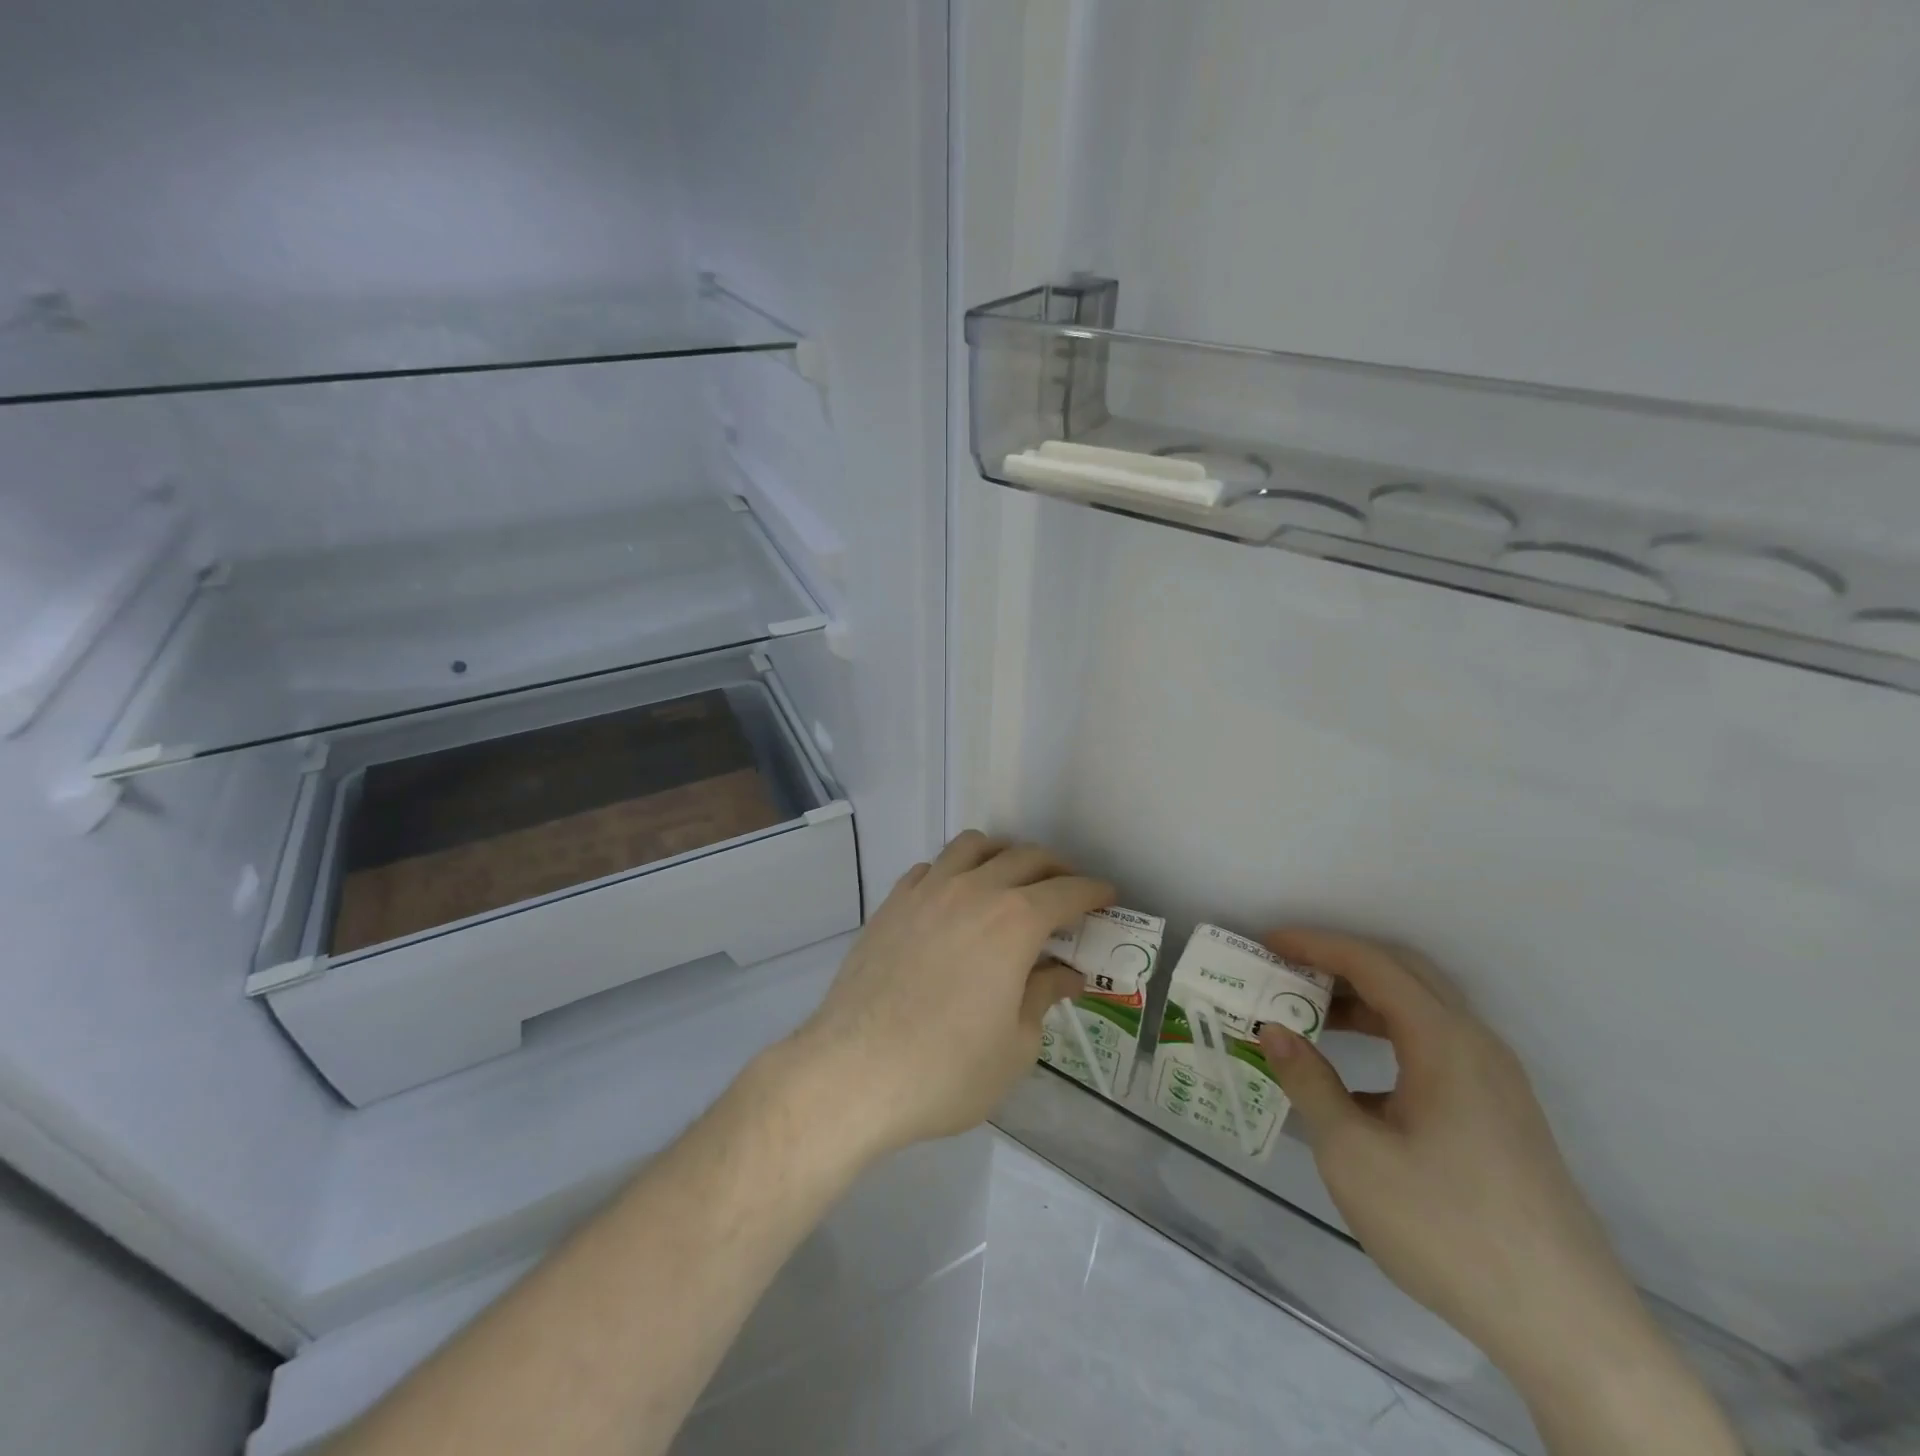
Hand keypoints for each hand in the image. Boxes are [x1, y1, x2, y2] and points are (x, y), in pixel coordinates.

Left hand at [787, 831, 1112, 1155]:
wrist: (852, 1072)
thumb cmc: (946, 1069)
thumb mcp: (1015, 1046)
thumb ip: (1043, 997)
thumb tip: (1065, 975)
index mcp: (1014, 921)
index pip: (1067, 891)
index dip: (1093, 892)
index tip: (1108, 896)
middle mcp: (973, 890)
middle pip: (1025, 857)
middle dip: (1056, 868)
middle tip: (1068, 890)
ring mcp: (926, 891)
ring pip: (973, 846)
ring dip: (1003, 854)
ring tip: (1011, 879)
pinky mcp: (891, 903)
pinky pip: (931, 867)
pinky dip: (954, 871)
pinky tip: (955, 898)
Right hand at [1255, 931, 1740, 1455]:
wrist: (1566, 1328)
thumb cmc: (1446, 1227)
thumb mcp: (1353, 1153)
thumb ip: (1308, 1082)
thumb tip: (1272, 1031)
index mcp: (1444, 1041)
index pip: (1372, 964)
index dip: (1315, 944)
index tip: (1267, 942)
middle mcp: (1476, 1045)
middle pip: (1404, 973)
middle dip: (1340, 962)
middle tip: (1286, 970)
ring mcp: (1496, 1080)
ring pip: (1423, 1010)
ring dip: (1364, 1000)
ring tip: (1311, 1017)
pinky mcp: (1501, 1114)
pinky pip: (1437, 1046)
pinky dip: (1388, 1035)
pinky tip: (1356, 1078)